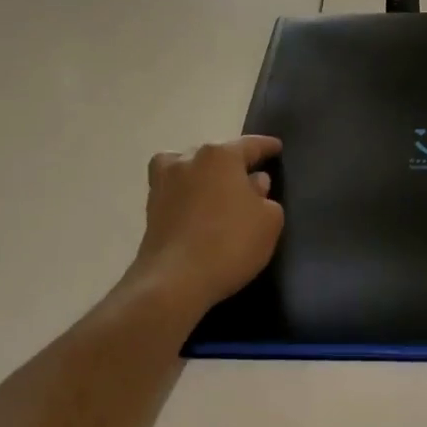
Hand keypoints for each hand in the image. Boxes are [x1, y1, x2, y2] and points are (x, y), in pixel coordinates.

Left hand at [128, 136, 283, 314]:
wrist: (173, 281)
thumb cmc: (230, 244)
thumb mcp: (269, 221)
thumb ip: (266, 196)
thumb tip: (253, 183)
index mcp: (221, 155)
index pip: (250, 144)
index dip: (266, 147)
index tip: (277, 148)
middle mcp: (189, 160)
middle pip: (217, 153)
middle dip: (234, 162)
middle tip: (250, 176)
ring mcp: (165, 182)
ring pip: (190, 167)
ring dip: (204, 174)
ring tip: (218, 189)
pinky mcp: (150, 207)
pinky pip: (176, 189)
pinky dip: (187, 193)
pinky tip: (197, 208)